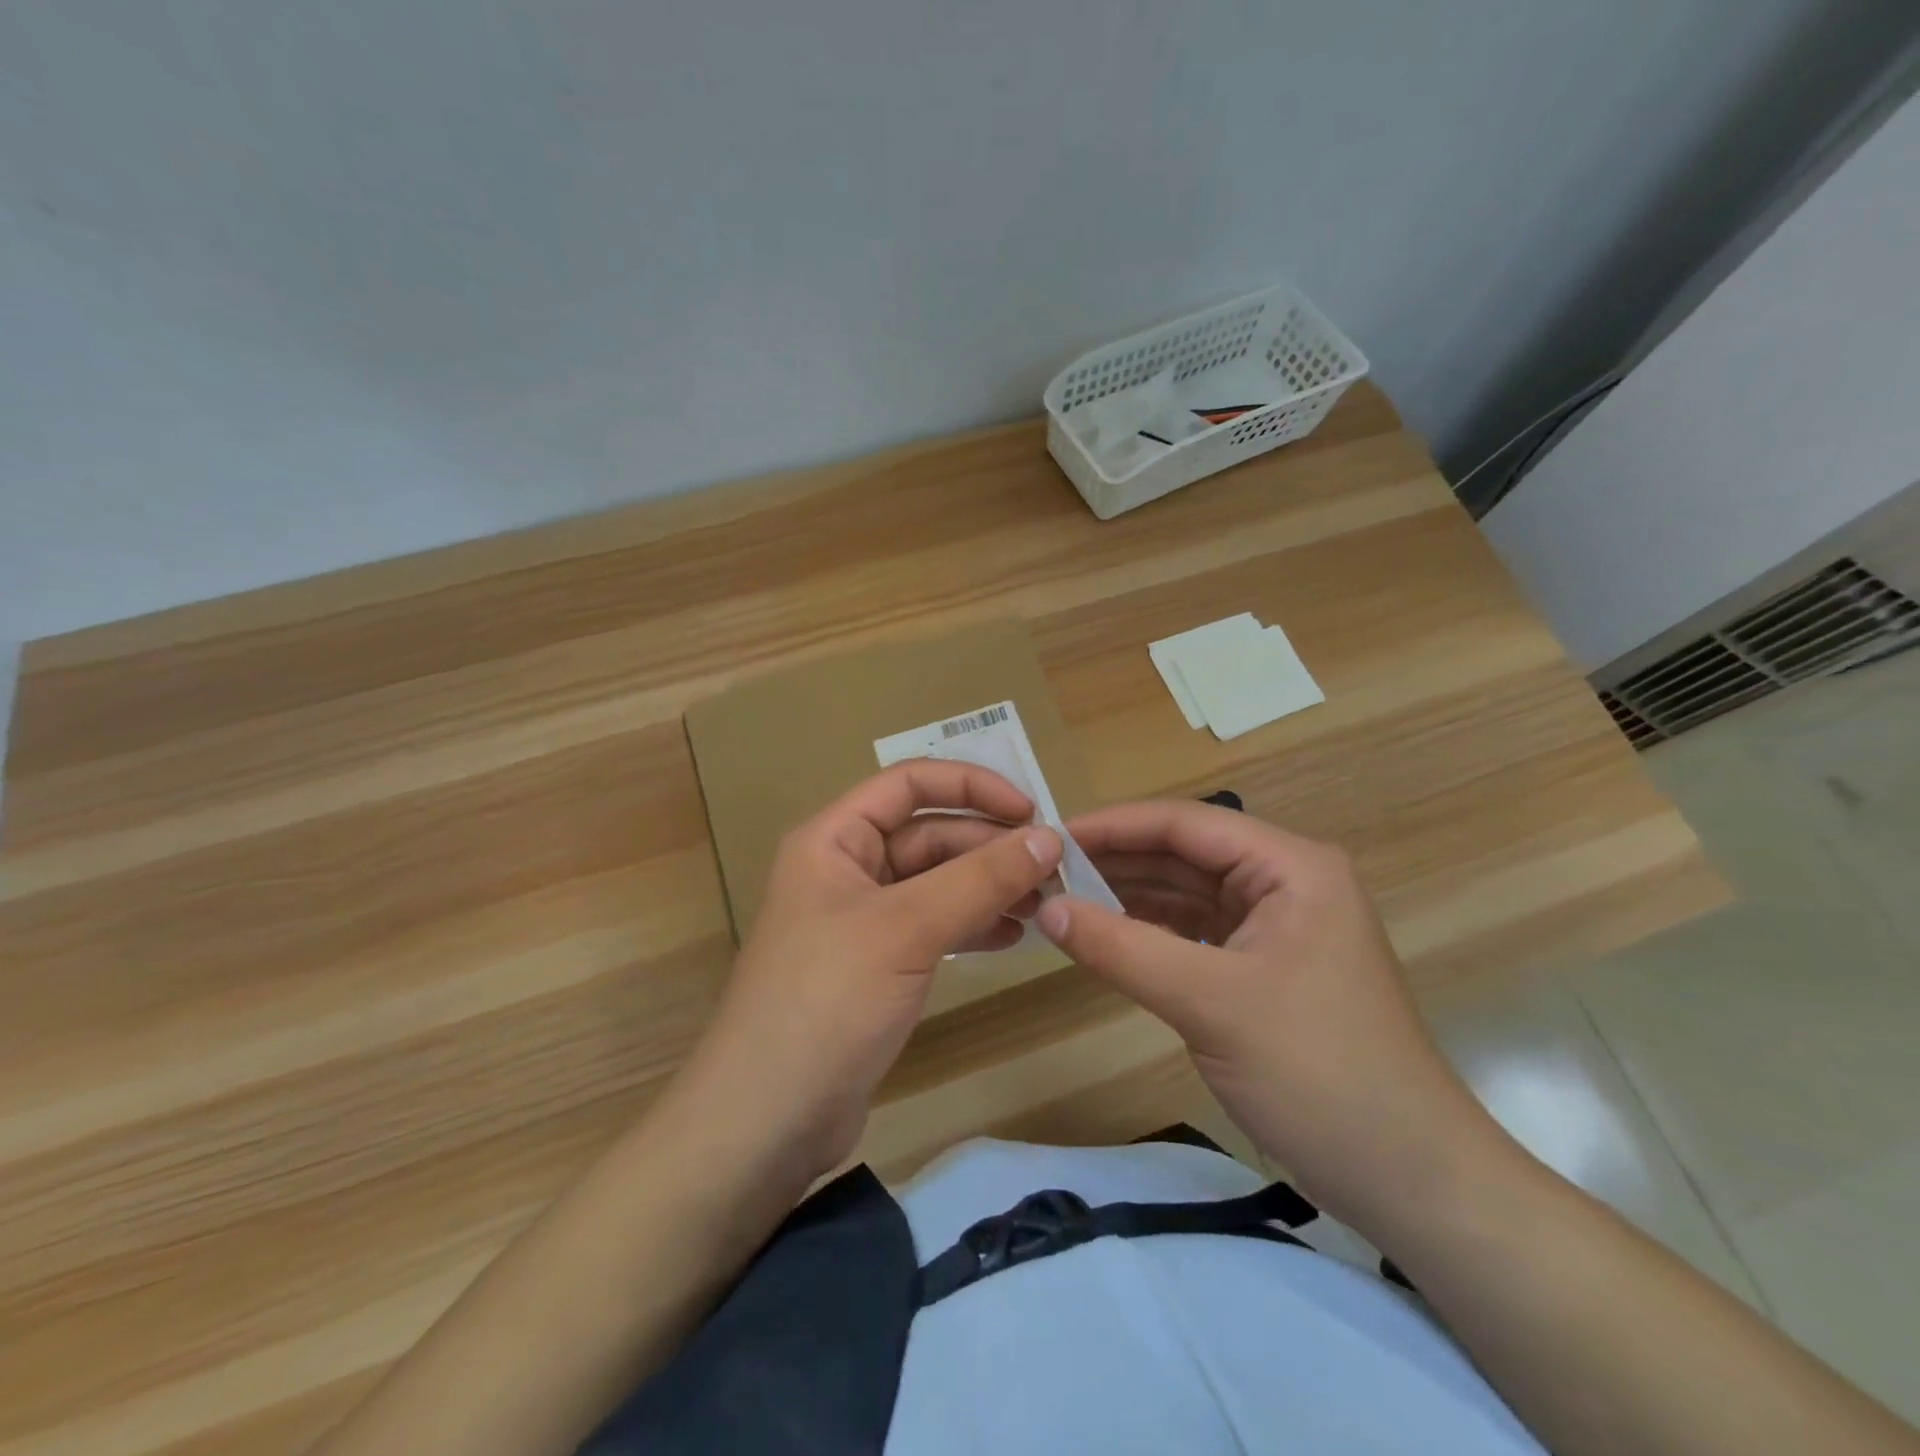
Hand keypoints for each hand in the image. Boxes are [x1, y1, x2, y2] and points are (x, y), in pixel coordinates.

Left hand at [674, 761, 1062, 1184]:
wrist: (767, 1121)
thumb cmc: (826, 1001)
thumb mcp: (907, 928)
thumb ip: (979, 879)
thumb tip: (1048, 837)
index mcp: (834, 839)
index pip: (908, 784)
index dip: (971, 786)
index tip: (1030, 810)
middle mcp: (846, 869)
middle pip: (928, 835)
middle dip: (989, 847)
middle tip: (1053, 869)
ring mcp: (861, 920)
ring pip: (936, 883)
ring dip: (988, 886)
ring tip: (1044, 905)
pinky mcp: (877, 966)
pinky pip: (933, 926)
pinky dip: (973, 925)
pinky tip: (1013, 936)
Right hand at [1036, 800, 1509, 1230]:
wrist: (1409, 1181)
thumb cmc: (1318, 1073)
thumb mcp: (1210, 1003)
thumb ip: (1122, 948)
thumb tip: (1045, 908)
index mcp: (1290, 865)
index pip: (1186, 823)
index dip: (1114, 826)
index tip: (1051, 837)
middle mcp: (1284, 881)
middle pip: (1184, 854)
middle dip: (1116, 860)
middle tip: (1044, 870)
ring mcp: (1276, 925)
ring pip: (1186, 892)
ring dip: (1128, 895)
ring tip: (1061, 898)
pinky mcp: (1264, 967)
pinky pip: (1194, 932)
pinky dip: (1149, 932)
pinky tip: (1104, 936)